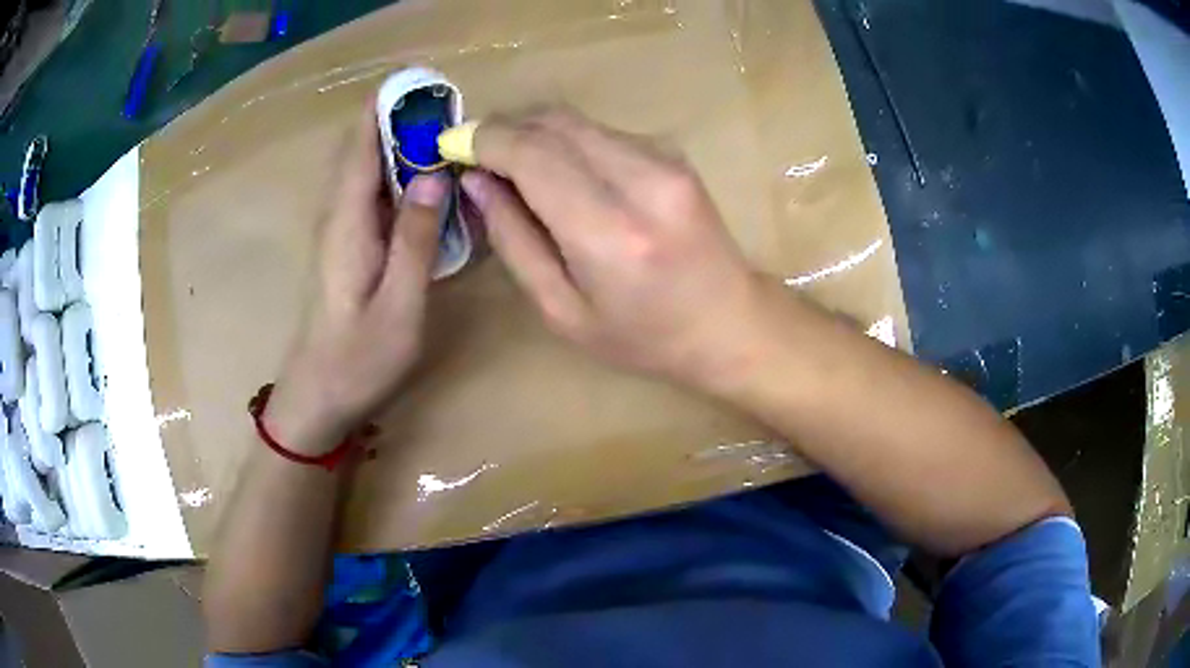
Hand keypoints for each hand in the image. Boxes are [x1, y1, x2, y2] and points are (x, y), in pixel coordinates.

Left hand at [265, 105, 448, 453]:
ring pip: (366, 170)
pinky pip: (371, 195)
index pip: (361, 146)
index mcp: (347, 222)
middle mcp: (338, 216)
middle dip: (398, 120)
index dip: (385, 108)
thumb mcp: (399, 307)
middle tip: (448, 106)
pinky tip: (426, 182)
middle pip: (362, 150)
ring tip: (444, 132)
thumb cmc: (358, 360)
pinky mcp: (347, 247)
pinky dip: (396, 175)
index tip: (421, 82)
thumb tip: (432, 175)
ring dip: (399, 145)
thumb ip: (415, 240)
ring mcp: (340, 232)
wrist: (317, 399)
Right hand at [462, 108, 765, 389]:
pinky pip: (600, 131)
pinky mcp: (673, 152)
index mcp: (610, 232)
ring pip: (574, 120)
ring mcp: (664, 158)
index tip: (451, 147)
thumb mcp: (562, 310)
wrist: (730, 322)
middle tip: (474, 156)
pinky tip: (560, 174)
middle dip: (502, 129)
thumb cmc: (643, 336)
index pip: (531, 153)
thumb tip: (477, 180)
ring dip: (533, 134)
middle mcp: (642, 180)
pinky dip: (566, 142)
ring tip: (512, 168)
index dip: (482, 140)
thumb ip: (514, 239)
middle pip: (552, 121)